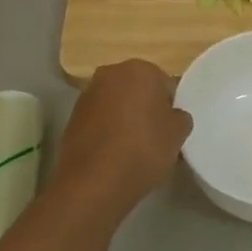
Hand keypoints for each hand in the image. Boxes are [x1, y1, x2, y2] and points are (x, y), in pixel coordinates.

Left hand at [54, 60, 191, 218]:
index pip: (164, 84)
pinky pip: (99, 120)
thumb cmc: (143, 148)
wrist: (95, 181)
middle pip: (137, 89)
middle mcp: (110, 74)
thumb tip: (172, 116)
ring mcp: (87, 95)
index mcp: (140, 69)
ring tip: (133, 147)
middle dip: (146, 108)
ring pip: (116, 104)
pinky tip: (114, 153)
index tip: (172, 128)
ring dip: (125, 118)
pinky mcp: (72, 117)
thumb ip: (179, 118)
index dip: (170, 107)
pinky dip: (107, 131)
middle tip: (155, 136)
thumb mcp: (178, 134)